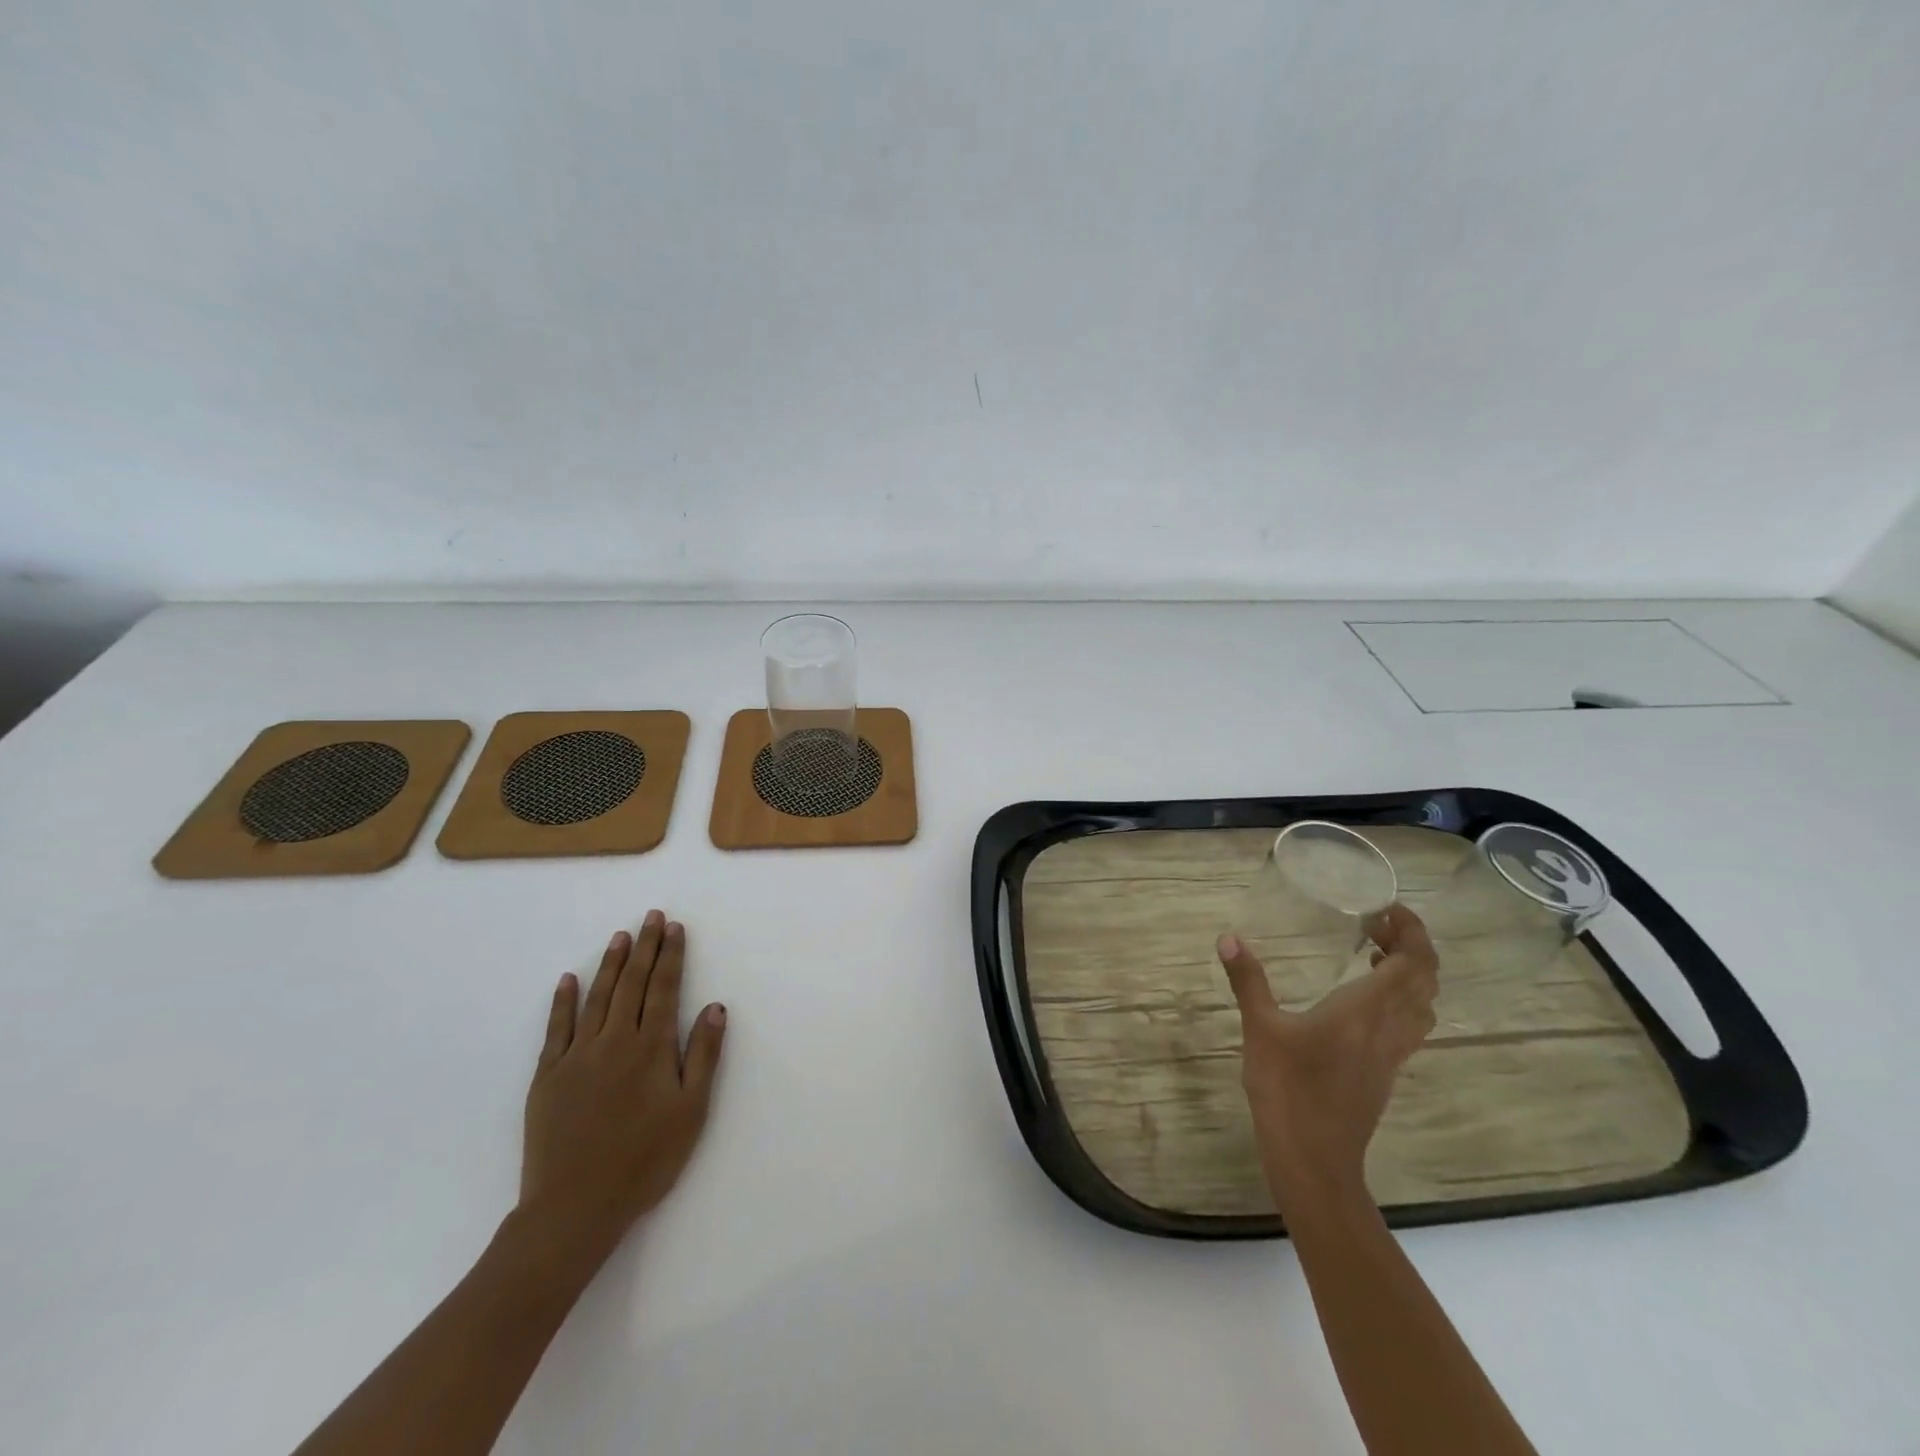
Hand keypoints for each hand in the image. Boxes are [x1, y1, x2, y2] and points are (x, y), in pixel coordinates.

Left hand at [519, 911, 726, 1253]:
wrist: (573, 1208)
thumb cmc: (644, 1161)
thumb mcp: (690, 1112)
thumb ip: (702, 1056)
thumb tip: (715, 1007)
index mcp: (650, 1048)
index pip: (663, 989)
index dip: (671, 956)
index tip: (675, 928)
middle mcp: (614, 1041)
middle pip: (631, 984)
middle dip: (644, 948)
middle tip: (651, 917)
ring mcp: (577, 1056)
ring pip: (596, 998)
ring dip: (610, 964)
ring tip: (620, 936)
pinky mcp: (548, 1076)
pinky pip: (556, 1028)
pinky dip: (563, 1001)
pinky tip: (568, 979)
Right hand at [1216, 903, 1438, 1203]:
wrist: (1314, 1160)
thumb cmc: (1288, 1090)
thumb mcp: (1261, 1029)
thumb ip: (1248, 981)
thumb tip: (1229, 938)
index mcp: (1365, 1011)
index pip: (1413, 963)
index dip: (1412, 932)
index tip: (1388, 909)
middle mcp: (1389, 1028)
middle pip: (1425, 980)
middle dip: (1411, 947)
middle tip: (1375, 925)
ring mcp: (1391, 1054)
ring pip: (1422, 1005)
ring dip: (1410, 974)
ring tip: (1373, 955)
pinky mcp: (1384, 1072)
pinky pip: (1409, 1025)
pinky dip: (1400, 1000)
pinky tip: (1362, 1000)